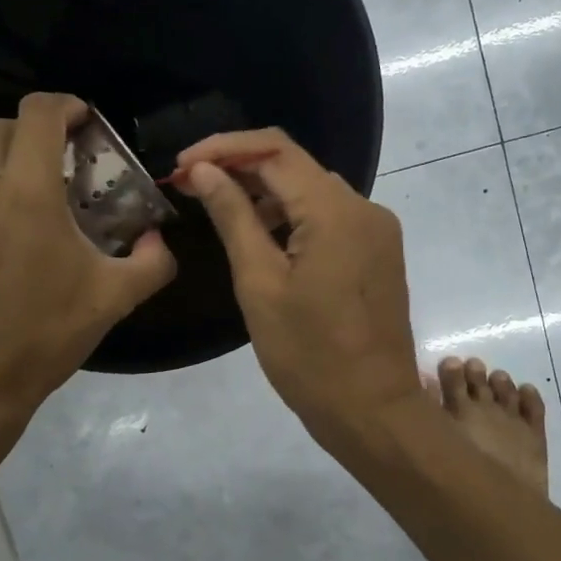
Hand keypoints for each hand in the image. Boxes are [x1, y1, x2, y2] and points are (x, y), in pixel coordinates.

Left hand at [0, 94, 175, 417]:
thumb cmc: (43, 335)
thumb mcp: (114, 300)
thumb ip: (152, 262)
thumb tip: (160, 239)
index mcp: (29, 190)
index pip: (39, 112)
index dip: (65, 106)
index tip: (83, 122)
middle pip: (1, 126)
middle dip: (33, 133)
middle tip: (55, 163)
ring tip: (8, 178)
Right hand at [176, 128, 419, 446]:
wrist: (373, 410)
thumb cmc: (309, 356)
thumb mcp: (260, 284)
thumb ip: (233, 217)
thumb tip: (203, 170)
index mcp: (335, 211)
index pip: (274, 151)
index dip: (223, 149)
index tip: (181, 165)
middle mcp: (364, 207)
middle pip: (296, 166)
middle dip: (241, 168)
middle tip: (191, 186)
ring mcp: (377, 230)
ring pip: (313, 191)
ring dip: (266, 192)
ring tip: (218, 209)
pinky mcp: (378, 252)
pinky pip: (331, 217)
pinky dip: (293, 217)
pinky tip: (262, 236)